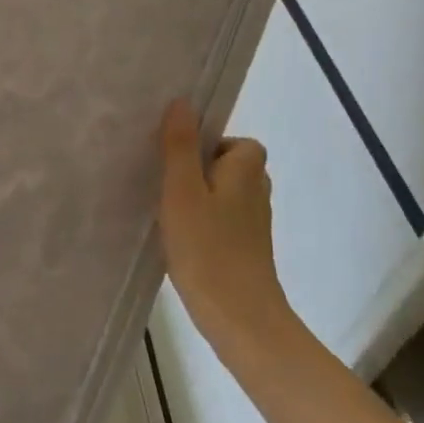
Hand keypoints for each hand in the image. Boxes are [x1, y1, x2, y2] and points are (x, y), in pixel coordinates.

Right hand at [157, 99, 297, 360]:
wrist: (241, 320)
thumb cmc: (208, 248)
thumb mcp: (182, 191)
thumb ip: (179, 146)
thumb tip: (183, 102)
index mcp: (247, 170)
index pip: (235, 142)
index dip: (207, 145)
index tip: (177, 161)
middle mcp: (257, 192)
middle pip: (228, 167)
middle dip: (198, 171)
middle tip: (166, 185)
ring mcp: (255, 225)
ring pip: (224, 195)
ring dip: (199, 199)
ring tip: (168, 212)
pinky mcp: (247, 251)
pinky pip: (222, 221)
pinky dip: (204, 224)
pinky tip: (180, 240)